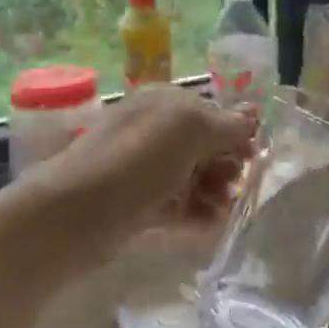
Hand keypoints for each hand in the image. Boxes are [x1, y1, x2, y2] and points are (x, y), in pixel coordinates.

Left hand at [22, 86, 256, 238]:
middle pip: (205, 146)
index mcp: (165, 102)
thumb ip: (228, 124)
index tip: (253, 158)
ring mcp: (145, 168)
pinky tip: (209, 225)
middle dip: (226, 165)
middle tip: (236, 186)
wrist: (75, 214)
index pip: (213, 111)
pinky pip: (177, 204)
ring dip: (215, 191)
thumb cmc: (137, 161)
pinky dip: (196, 212)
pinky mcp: (138, 203)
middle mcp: (155, 130)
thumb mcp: (190, 130)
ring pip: (193, 176)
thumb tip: (254, 116)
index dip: (236, 133)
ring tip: (222, 211)